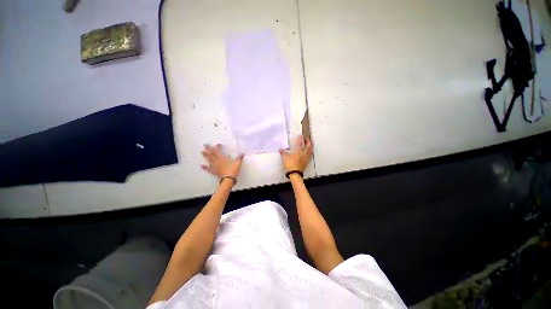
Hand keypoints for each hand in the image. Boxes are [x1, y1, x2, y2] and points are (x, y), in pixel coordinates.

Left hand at [201, 144, 243, 178]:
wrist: (228, 179)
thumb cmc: (233, 170)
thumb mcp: (237, 163)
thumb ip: (239, 158)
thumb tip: (243, 153)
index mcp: (222, 158)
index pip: (218, 150)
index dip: (217, 147)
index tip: (218, 144)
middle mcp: (217, 161)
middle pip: (211, 154)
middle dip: (208, 149)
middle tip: (205, 145)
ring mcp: (214, 166)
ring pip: (209, 159)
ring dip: (205, 155)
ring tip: (202, 152)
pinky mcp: (214, 171)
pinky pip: (208, 169)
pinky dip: (205, 167)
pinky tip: (201, 166)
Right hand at [279, 136, 312, 172]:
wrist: (295, 173)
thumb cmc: (290, 165)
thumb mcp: (284, 158)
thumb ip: (283, 153)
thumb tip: (280, 149)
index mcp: (298, 151)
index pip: (300, 143)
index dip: (300, 139)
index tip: (301, 135)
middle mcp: (303, 153)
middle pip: (307, 146)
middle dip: (308, 141)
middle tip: (307, 138)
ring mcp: (306, 158)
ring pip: (310, 150)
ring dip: (311, 146)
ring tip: (311, 143)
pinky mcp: (307, 162)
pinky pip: (310, 156)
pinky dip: (311, 152)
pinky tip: (311, 152)